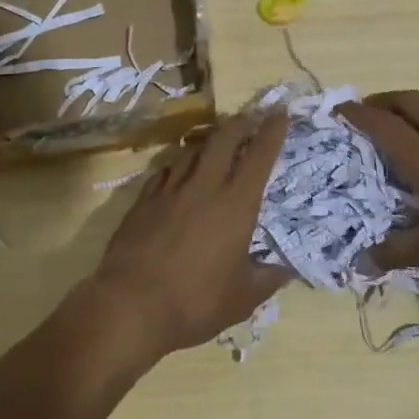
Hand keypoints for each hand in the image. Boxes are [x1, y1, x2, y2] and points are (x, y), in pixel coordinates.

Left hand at [90, 111, 291, 357]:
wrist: (131, 305)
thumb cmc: (195, 302)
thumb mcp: (241, 299)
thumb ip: (266, 280)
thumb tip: (287, 271)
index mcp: (236, 204)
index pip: (259, 156)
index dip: (272, 131)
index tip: (280, 113)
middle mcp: (205, 186)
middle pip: (223, 139)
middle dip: (239, 123)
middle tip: (249, 119)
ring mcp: (170, 189)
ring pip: (192, 150)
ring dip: (208, 142)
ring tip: (216, 143)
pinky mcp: (143, 199)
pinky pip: (165, 170)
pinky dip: (178, 165)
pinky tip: (178, 171)